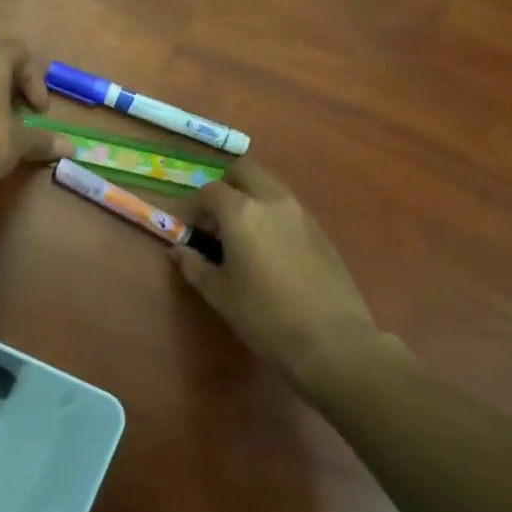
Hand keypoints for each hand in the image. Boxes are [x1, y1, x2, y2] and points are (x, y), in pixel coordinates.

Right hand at [170, 160, 397, 386]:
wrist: (332, 340)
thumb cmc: (265, 316)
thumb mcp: (220, 294)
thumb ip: (194, 266)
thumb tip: (179, 251)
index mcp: (242, 213)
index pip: (210, 191)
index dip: (194, 207)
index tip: (190, 231)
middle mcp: (273, 201)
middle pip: (245, 171)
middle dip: (225, 187)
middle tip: (216, 221)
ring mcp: (302, 213)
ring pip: (270, 186)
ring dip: (250, 199)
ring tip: (241, 237)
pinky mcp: (321, 230)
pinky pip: (288, 207)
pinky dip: (271, 214)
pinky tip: (269, 251)